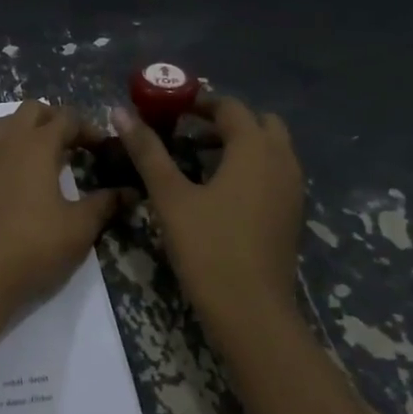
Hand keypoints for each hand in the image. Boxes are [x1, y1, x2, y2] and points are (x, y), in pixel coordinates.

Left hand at [0, 101, 128, 333]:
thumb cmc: (36, 247)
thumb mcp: (81, 228)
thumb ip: (106, 203)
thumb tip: (130, 191)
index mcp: (38, 146)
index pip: (67, 119)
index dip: (88, 128)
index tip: (101, 148)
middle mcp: (6, 142)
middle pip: (31, 110)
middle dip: (53, 119)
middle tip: (70, 144)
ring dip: (20, 129)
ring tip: (35, 152)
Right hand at [112, 95, 305, 355]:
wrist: (251, 312)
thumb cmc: (208, 248)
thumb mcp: (170, 197)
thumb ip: (147, 151)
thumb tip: (120, 112)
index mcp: (254, 149)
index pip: (230, 107)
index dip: (199, 101)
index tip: (169, 107)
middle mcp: (282, 161)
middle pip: (258, 123)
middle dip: (225, 120)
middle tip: (187, 130)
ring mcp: (292, 190)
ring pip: (270, 149)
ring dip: (239, 143)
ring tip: (199, 158)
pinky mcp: (291, 214)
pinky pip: (274, 173)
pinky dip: (251, 167)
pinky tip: (220, 190)